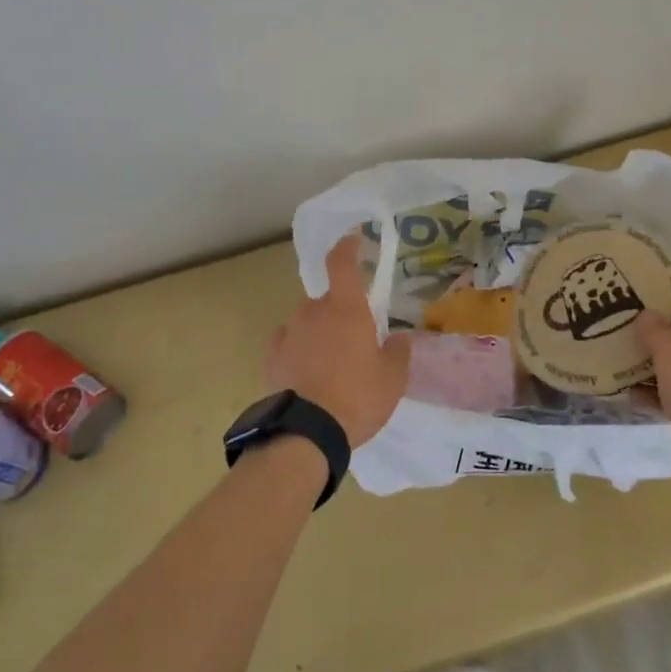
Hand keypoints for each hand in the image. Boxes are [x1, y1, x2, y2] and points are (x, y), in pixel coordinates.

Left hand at [265, 234, 410, 448]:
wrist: (307, 433)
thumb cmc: (357, 397)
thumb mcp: (392, 379)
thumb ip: (398, 352)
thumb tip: (399, 338)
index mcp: (346, 309)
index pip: (342, 263)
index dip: (348, 247)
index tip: (354, 238)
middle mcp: (313, 312)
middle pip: (327, 300)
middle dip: (339, 312)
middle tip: (354, 340)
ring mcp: (288, 333)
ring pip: (306, 321)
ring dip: (318, 332)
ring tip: (330, 364)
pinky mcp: (271, 357)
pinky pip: (288, 342)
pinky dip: (297, 349)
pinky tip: (305, 372)